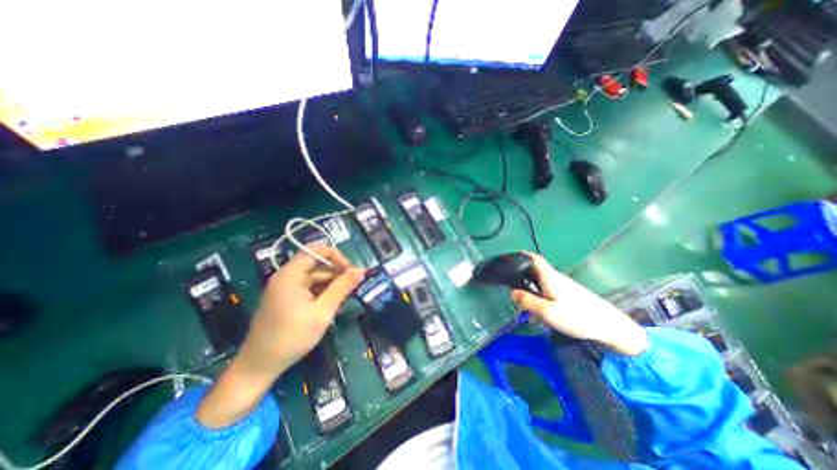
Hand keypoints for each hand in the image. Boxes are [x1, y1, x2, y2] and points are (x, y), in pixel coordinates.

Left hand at [199, 244, 366, 426]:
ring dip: (331, 285)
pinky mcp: (286, 299)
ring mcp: (285, 288)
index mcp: (291, 275)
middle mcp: (286, 277)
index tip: (350, 270)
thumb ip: (341, 288)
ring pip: (315, 278)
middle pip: (317, 265)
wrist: (259, 366)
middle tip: (355, 286)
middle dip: (337, 273)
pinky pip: (309, 288)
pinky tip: (333, 304)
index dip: (335, 256)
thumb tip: (360, 271)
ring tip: (346, 298)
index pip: (315, 250)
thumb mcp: (322, 312)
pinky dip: (322, 293)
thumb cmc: (292, 337)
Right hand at [510, 254, 646, 356]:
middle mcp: (555, 278)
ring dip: (531, 294)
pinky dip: (540, 300)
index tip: (509, 259)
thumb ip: (528, 301)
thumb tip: (512, 292)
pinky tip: (543, 316)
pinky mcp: (569, 295)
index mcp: (549, 277)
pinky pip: (548, 293)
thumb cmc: (578, 317)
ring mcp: (563, 286)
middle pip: (534, 272)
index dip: (521, 255)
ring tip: (529, 312)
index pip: (534, 259)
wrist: (611, 327)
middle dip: (522, 280)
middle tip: (514, 293)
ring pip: (540, 285)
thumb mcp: (548, 312)